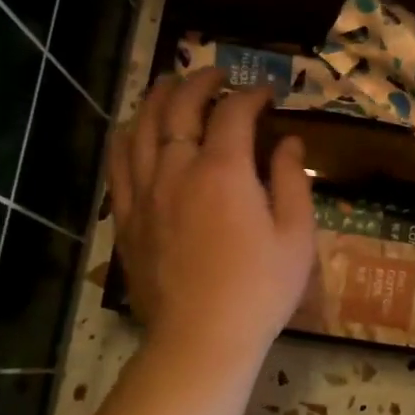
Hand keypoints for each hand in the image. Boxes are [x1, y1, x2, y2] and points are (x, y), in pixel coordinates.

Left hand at [109, 69, 315, 367]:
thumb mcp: (296, 237)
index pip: (233, 112)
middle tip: (218, 75)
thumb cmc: (259, 290)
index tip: (267, 94)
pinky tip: (133, 128)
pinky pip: (118, 162)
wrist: (201, 339)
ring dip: (158, 98)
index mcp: (223, 171)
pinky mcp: (127, 217)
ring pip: (141, 127)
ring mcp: (145, 192)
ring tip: (172, 85)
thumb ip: (292, 181)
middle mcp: (177, 169)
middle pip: (179, 108)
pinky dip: (127, 135)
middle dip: (200, 83)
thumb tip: (289, 142)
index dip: (251, 95)